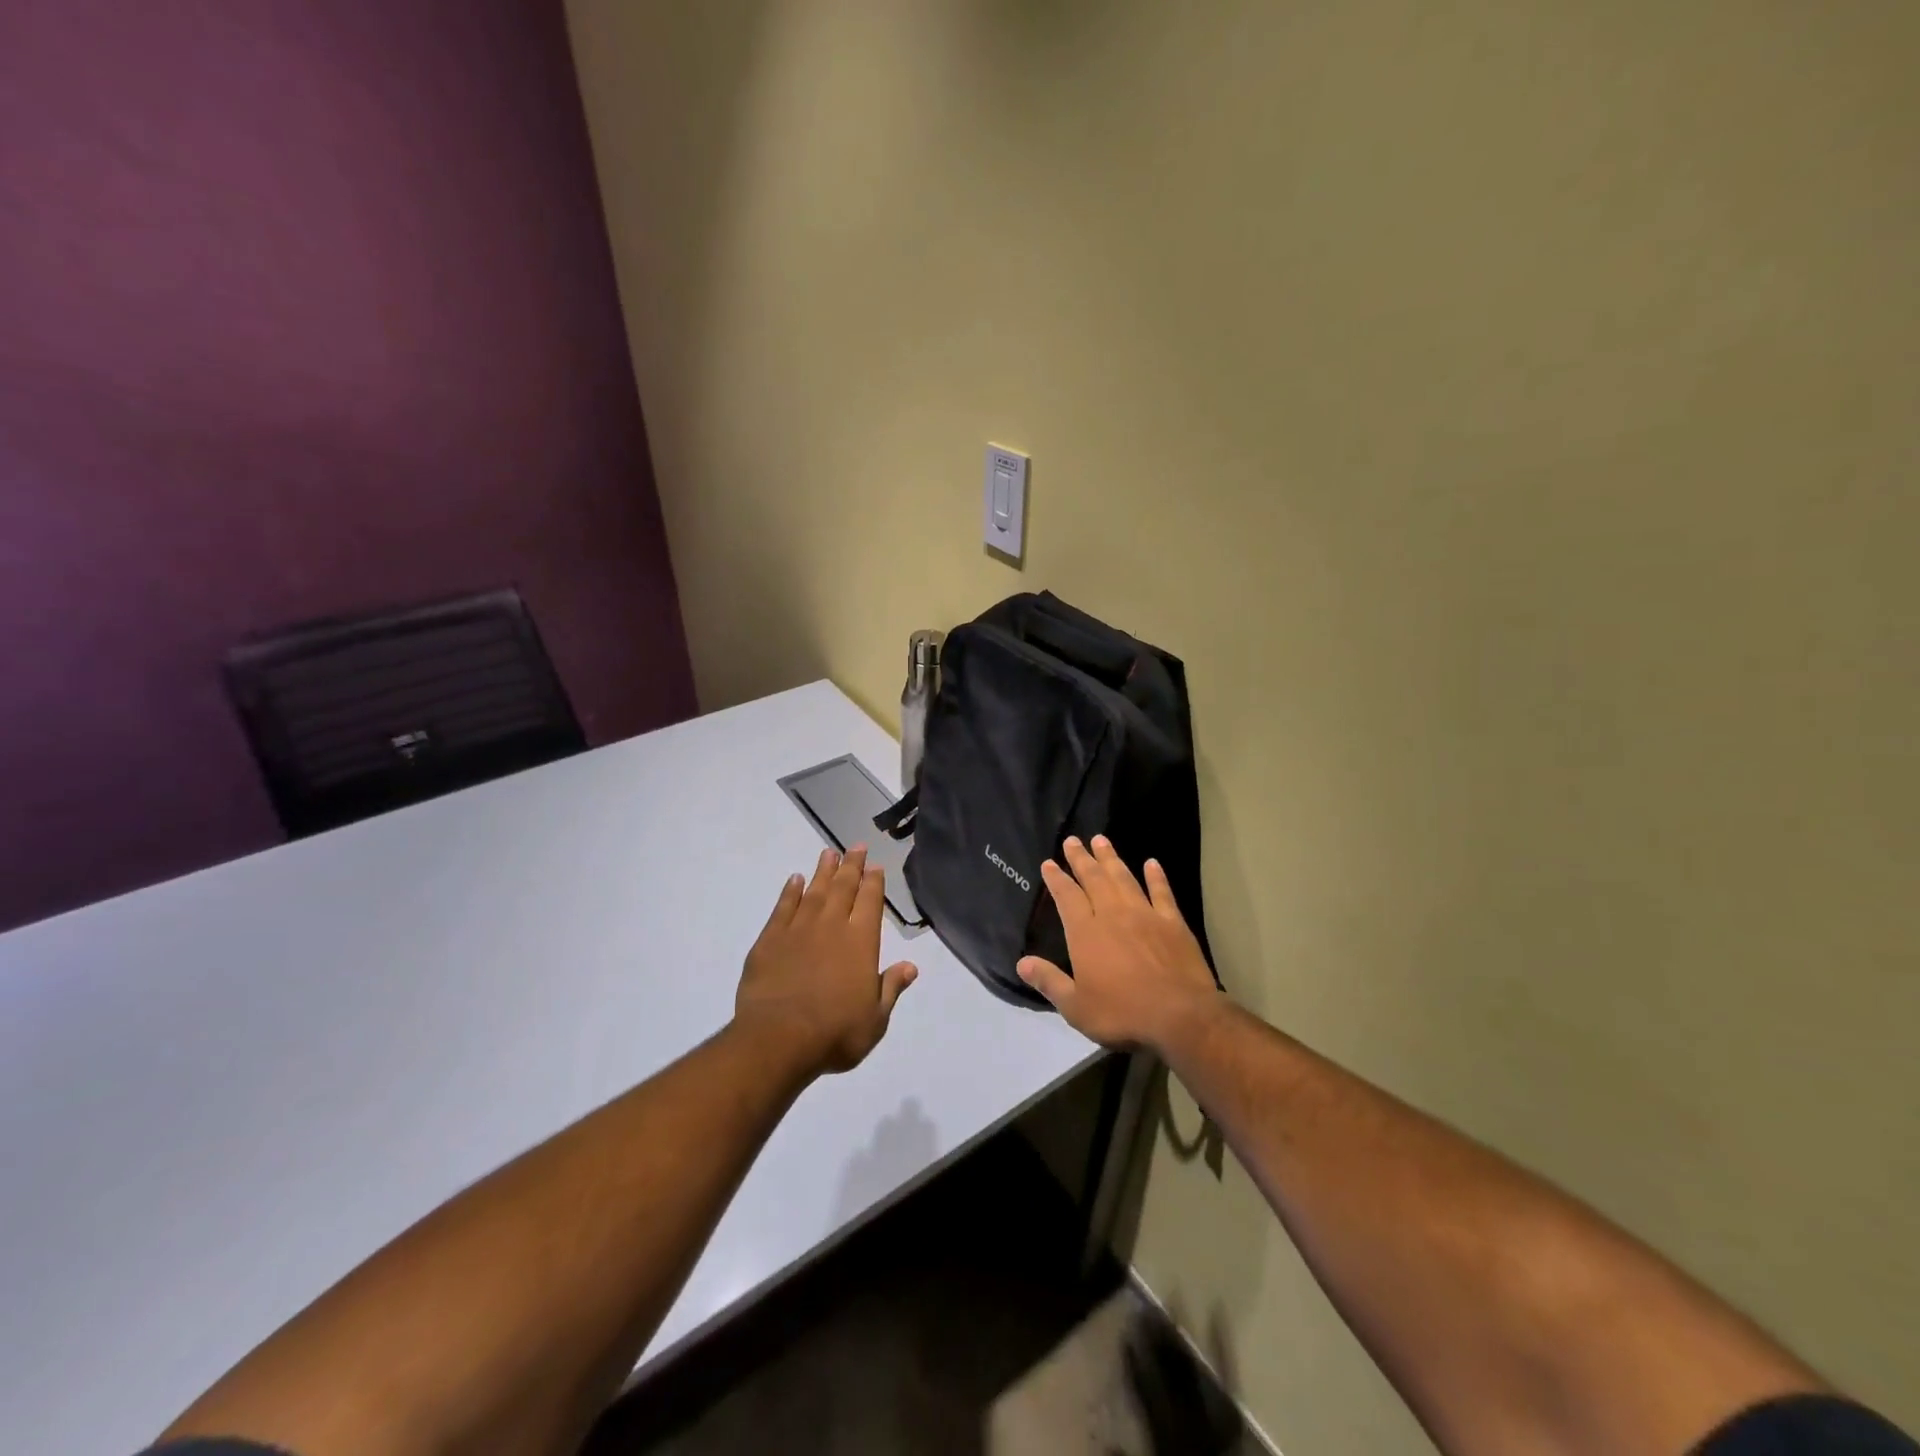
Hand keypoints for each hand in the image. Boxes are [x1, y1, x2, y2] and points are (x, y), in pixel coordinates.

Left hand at [734, 845, 917, 1075]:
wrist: (778, 1039)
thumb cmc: (835, 1033)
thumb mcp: (875, 1019)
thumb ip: (891, 988)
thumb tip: (911, 966)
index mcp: (861, 942)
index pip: (870, 901)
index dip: (874, 882)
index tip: (875, 865)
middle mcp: (831, 926)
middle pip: (843, 888)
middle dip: (851, 866)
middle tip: (856, 846)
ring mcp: (798, 930)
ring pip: (813, 891)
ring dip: (822, 871)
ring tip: (828, 853)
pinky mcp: (769, 940)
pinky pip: (782, 907)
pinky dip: (789, 892)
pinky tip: (794, 880)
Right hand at [1017, 836, 1218, 1052]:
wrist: (1180, 1016)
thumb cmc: (1122, 1013)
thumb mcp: (1076, 1007)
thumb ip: (1049, 981)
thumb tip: (1022, 962)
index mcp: (1086, 933)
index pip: (1067, 897)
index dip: (1056, 879)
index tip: (1049, 863)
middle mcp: (1112, 914)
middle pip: (1094, 879)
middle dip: (1081, 858)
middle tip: (1072, 840)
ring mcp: (1145, 915)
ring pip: (1123, 878)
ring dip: (1111, 858)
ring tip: (1101, 840)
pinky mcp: (1172, 922)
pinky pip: (1162, 892)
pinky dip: (1156, 876)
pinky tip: (1152, 863)